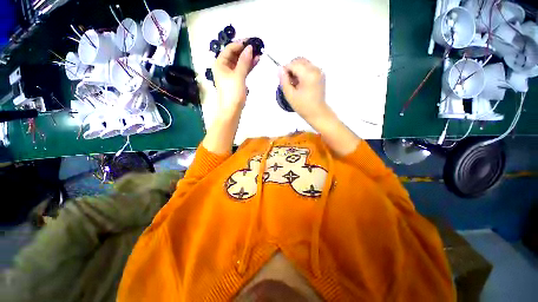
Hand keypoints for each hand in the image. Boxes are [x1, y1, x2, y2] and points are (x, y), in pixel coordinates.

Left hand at [213, 41, 259, 116]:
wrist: (232, 110)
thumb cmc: (233, 92)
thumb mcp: (238, 75)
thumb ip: (244, 61)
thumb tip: (249, 47)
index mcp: (220, 64)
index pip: (230, 49)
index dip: (240, 44)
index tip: (251, 41)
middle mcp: (224, 67)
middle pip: (235, 55)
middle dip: (245, 51)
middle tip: (257, 46)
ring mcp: (231, 74)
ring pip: (240, 63)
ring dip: (248, 58)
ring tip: (259, 53)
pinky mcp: (237, 80)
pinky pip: (242, 70)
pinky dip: (248, 66)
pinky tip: (256, 61)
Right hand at [279, 58, 329, 124]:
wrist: (317, 113)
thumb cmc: (303, 106)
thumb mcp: (290, 95)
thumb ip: (284, 81)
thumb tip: (280, 69)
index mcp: (308, 75)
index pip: (293, 64)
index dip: (285, 70)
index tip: (282, 80)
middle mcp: (315, 69)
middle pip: (300, 61)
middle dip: (291, 69)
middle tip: (288, 82)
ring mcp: (319, 72)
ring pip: (304, 63)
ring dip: (296, 70)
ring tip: (294, 84)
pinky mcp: (320, 75)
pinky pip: (309, 68)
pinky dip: (302, 72)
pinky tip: (300, 84)